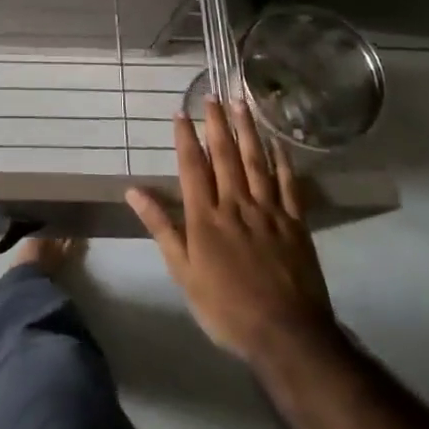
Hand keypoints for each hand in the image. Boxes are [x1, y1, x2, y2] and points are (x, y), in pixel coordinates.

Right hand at [127, 99, 340, 367]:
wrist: (286, 334)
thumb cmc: (226, 307)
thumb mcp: (183, 272)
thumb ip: (161, 227)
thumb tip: (133, 192)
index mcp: (205, 217)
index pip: (192, 167)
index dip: (186, 138)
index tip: (180, 112)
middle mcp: (236, 204)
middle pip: (224, 156)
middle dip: (216, 124)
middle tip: (212, 95)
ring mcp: (269, 211)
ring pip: (256, 161)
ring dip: (247, 130)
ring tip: (241, 103)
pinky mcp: (295, 223)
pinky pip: (289, 184)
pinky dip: (283, 161)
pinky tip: (278, 142)